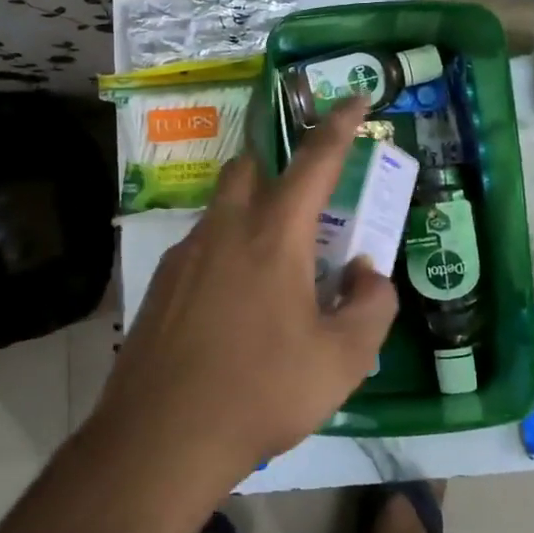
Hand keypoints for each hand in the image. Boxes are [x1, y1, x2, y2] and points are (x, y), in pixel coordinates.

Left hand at [93, 98, 398, 489]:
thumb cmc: (262, 392)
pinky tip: (236, 306)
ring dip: (254, 213)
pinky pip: (202, 247)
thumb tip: (366, 274)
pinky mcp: (161, 283)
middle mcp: (225, 229)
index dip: (340, 123)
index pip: (315, 160)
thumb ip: (372, 306)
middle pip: (250, 166)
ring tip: (277, 268)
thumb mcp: (343, 360)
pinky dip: (228, 252)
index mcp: (274, 235)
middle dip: (280, 163)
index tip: (357, 95)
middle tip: (307, 197)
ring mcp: (185, 254)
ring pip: (223, 207)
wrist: (161, 437)